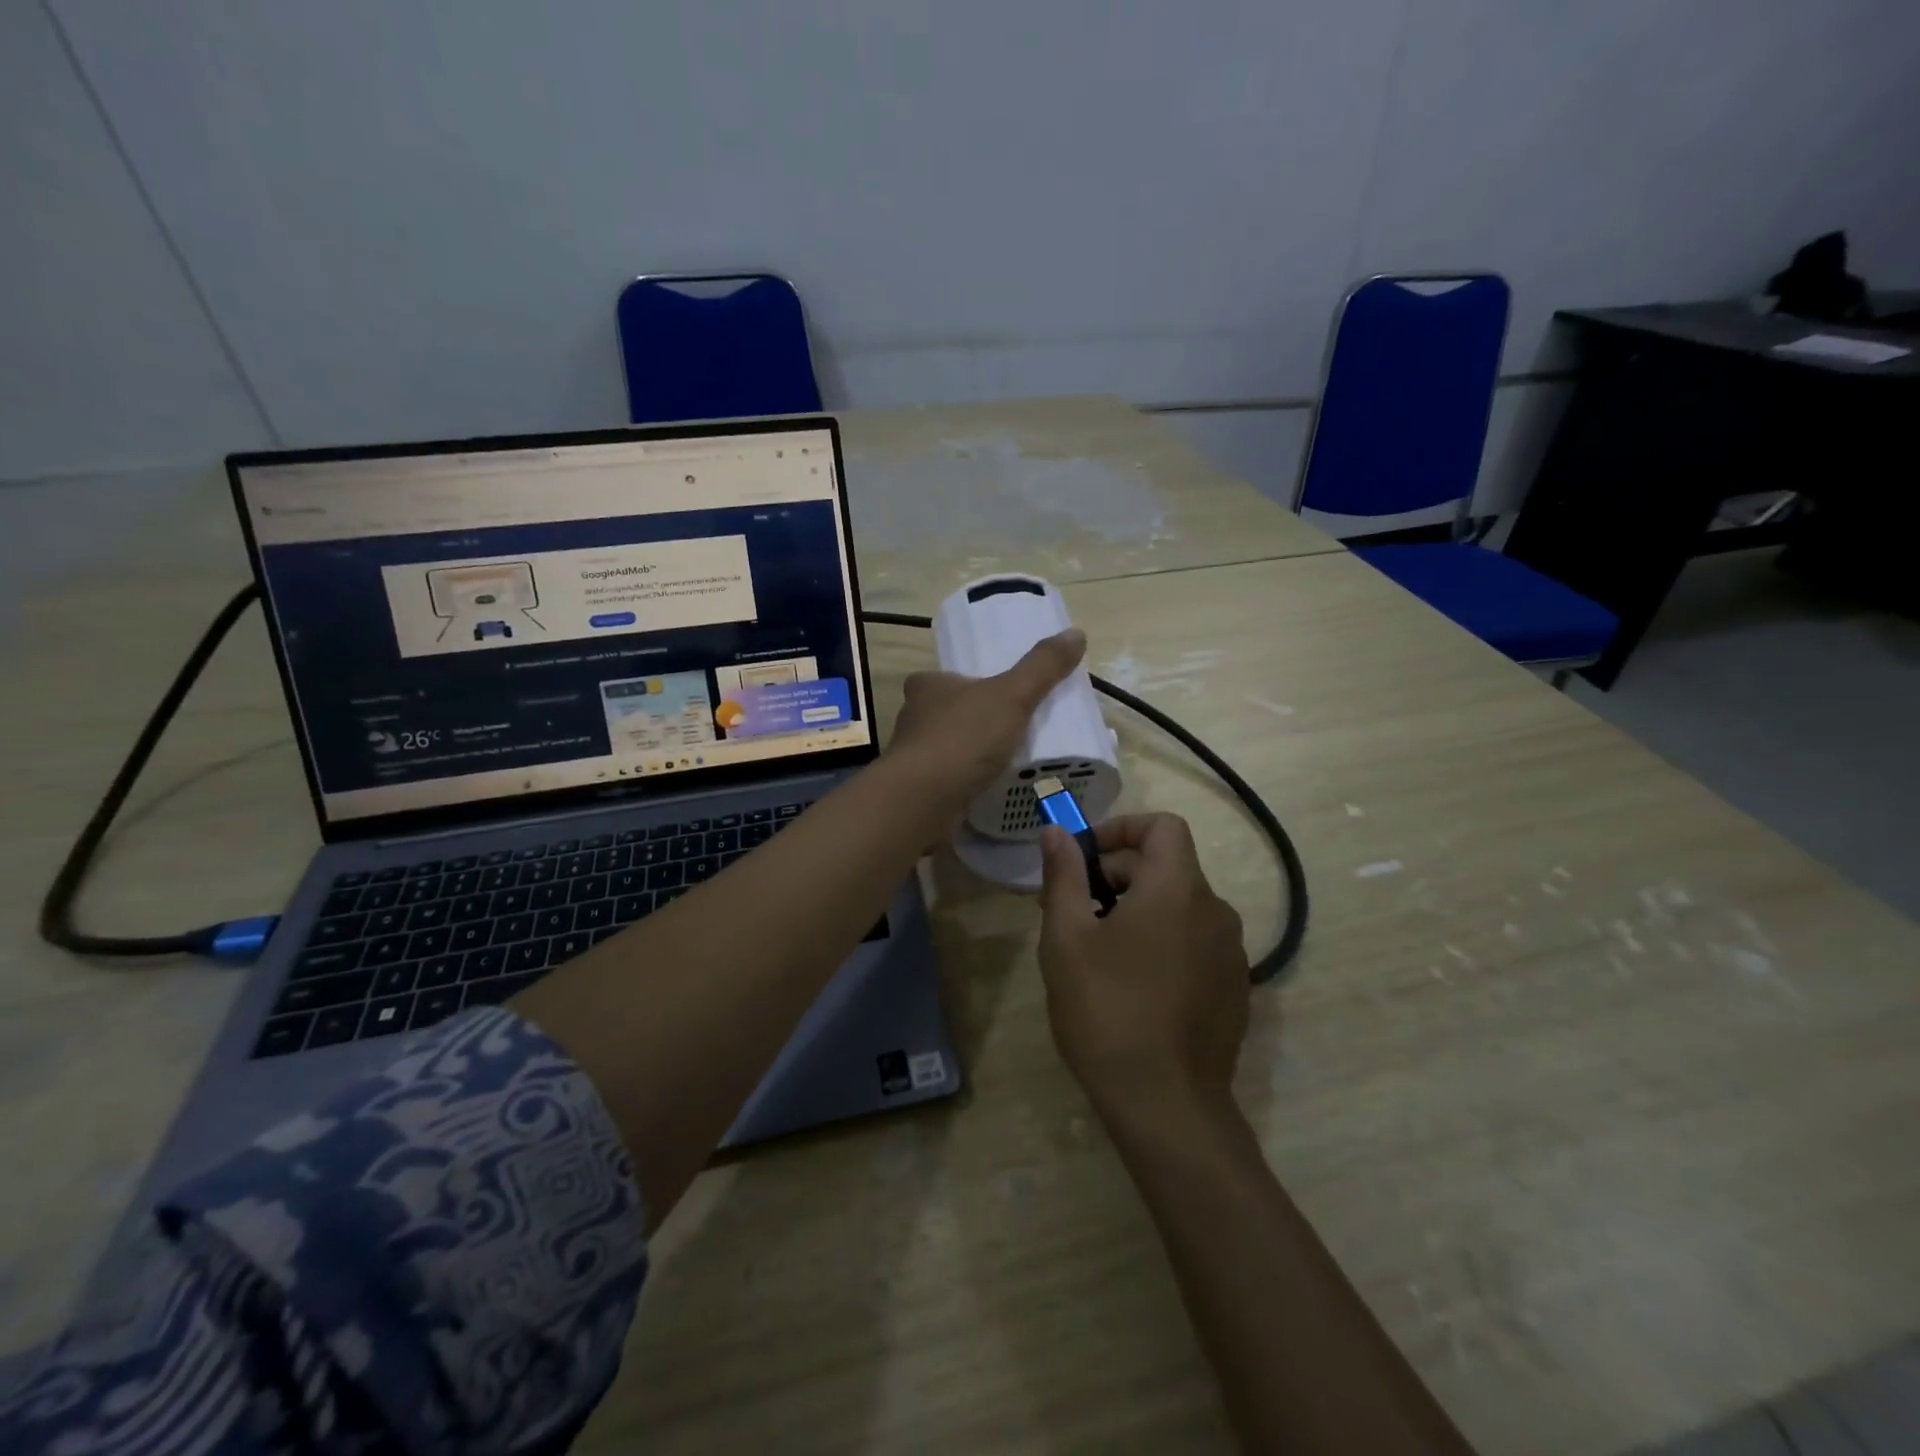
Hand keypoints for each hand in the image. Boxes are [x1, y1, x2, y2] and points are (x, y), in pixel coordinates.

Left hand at [886, 628, 1086, 816]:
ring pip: (948, 748)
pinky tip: (992, 790)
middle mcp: (913, 718)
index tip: (998, 694)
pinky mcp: (919, 791)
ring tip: (1009, 761)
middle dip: (975, 720)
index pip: (946, 677)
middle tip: (1012, 728)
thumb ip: (1042, 667)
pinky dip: (968, 783)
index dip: (969, 682)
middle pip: (948, 713)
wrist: (924, 800)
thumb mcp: (1012, 695)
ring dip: (972, 754)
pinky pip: (949, 781)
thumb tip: (1076, 633)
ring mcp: (913, 758)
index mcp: (927, 687)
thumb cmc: (963, 737)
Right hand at [1038, 814, 1249, 1126]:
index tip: (1084, 857)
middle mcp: (1215, 910)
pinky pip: (1193, 942)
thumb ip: (1063, 875)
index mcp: (1177, 888)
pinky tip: (1131, 985)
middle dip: (1116, 876)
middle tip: (1072, 912)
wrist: (1167, 1106)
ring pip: (1178, 907)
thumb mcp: (1067, 938)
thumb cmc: (1107, 1010)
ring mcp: (1230, 952)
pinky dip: (1162, 942)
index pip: (1163, 826)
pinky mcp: (1233, 988)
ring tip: (1096, 952)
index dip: (1121, 828)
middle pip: (1165, 867)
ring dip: (1136, 910)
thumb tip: (1056, 832)